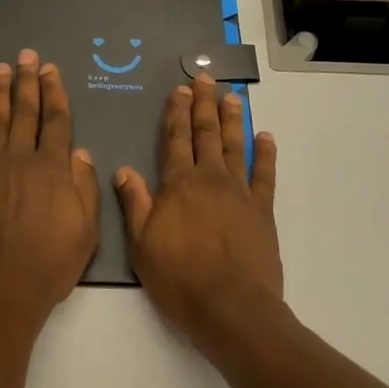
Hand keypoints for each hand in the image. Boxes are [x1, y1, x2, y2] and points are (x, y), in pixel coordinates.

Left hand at [0, 50, 100, 336]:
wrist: (2, 291)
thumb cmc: (50, 265)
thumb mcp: (86, 232)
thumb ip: (84, 188)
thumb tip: (80, 152)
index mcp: (54, 169)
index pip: (56, 121)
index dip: (54, 92)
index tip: (51, 70)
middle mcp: (22, 159)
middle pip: (26, 112)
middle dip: (27, 81)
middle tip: (27, 56)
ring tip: (0, 68)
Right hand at [115, 75, 282, 360]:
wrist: (231, 308)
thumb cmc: (180, 278)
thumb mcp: (142, 244)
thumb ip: (135, 203)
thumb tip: (123, 169)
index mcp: (178, 185)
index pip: (175, 139)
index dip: (176, 113)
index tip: (179, 90)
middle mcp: (209, 179)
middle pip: (205, 133)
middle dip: (203, 105)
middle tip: (205, 78)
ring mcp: (239, 192)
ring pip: (234, 146)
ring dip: (232, 119)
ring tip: (232, 96)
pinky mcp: (262, 210)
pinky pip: (265, 174)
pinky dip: (265, 154)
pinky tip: (265, 137)